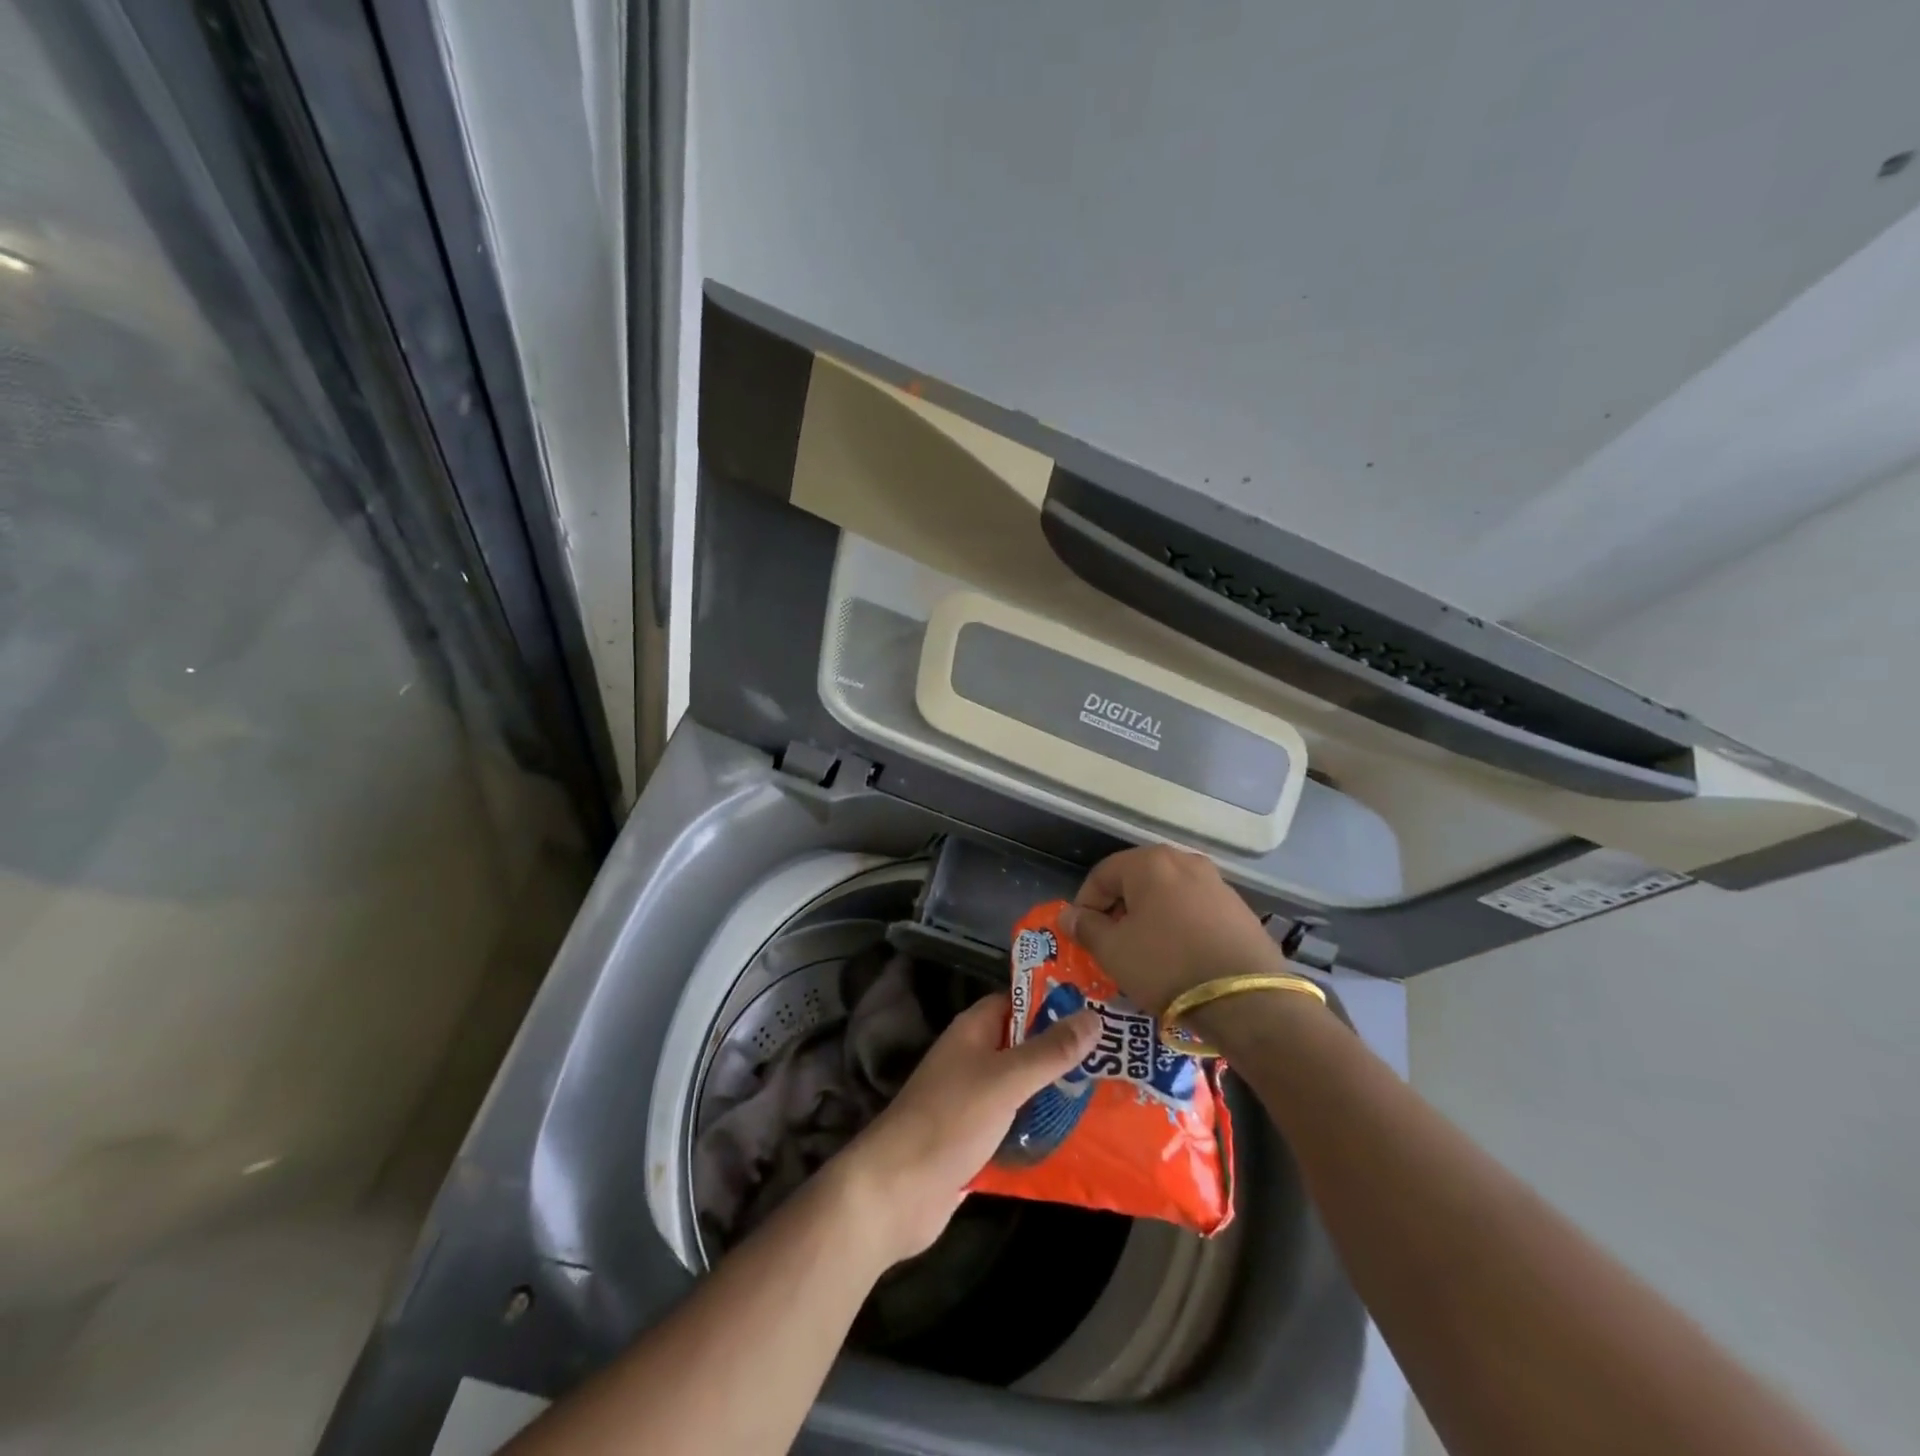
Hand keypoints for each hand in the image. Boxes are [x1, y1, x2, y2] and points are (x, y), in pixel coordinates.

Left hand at [833, 995, 1098, 1265]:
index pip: (1017, 1002)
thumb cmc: (950, 1120)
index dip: (1053, 1002)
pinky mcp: (977, 1142)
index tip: (1099, 1008)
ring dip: (1057, 1094)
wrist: (897, 1191)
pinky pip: (1017, 1128)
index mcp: (973, 1032)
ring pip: (1024, 1090)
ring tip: (1112, 1095)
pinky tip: (1083, 1141)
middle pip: (1024, 1047)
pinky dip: (1043, 1131)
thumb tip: (1094, 1017)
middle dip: (1064, 1053)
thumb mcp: (1005, 1080)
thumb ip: (1049, 1051)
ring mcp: (974, 1103)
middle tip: (1117, 1057)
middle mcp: (973, 1060)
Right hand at [1058, 845, 1285, 1013]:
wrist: (1247, 999)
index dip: (1085, 904)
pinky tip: (1180, 957)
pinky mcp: (1239, 908)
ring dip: (1149, 917)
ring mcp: (1216, 882)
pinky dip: (1179, 925)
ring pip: (1167, 894)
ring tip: (1145, 952)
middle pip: (1136, 880)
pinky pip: (1195, 909)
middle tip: (1111, 943)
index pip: (1102, 874)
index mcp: (1149, 862)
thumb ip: (1086, 928)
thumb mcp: (1114, 951)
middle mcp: (1184, 860)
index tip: (1082, 934)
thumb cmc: (1167, 966)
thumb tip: (1069, 915)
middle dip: (1119, 909)